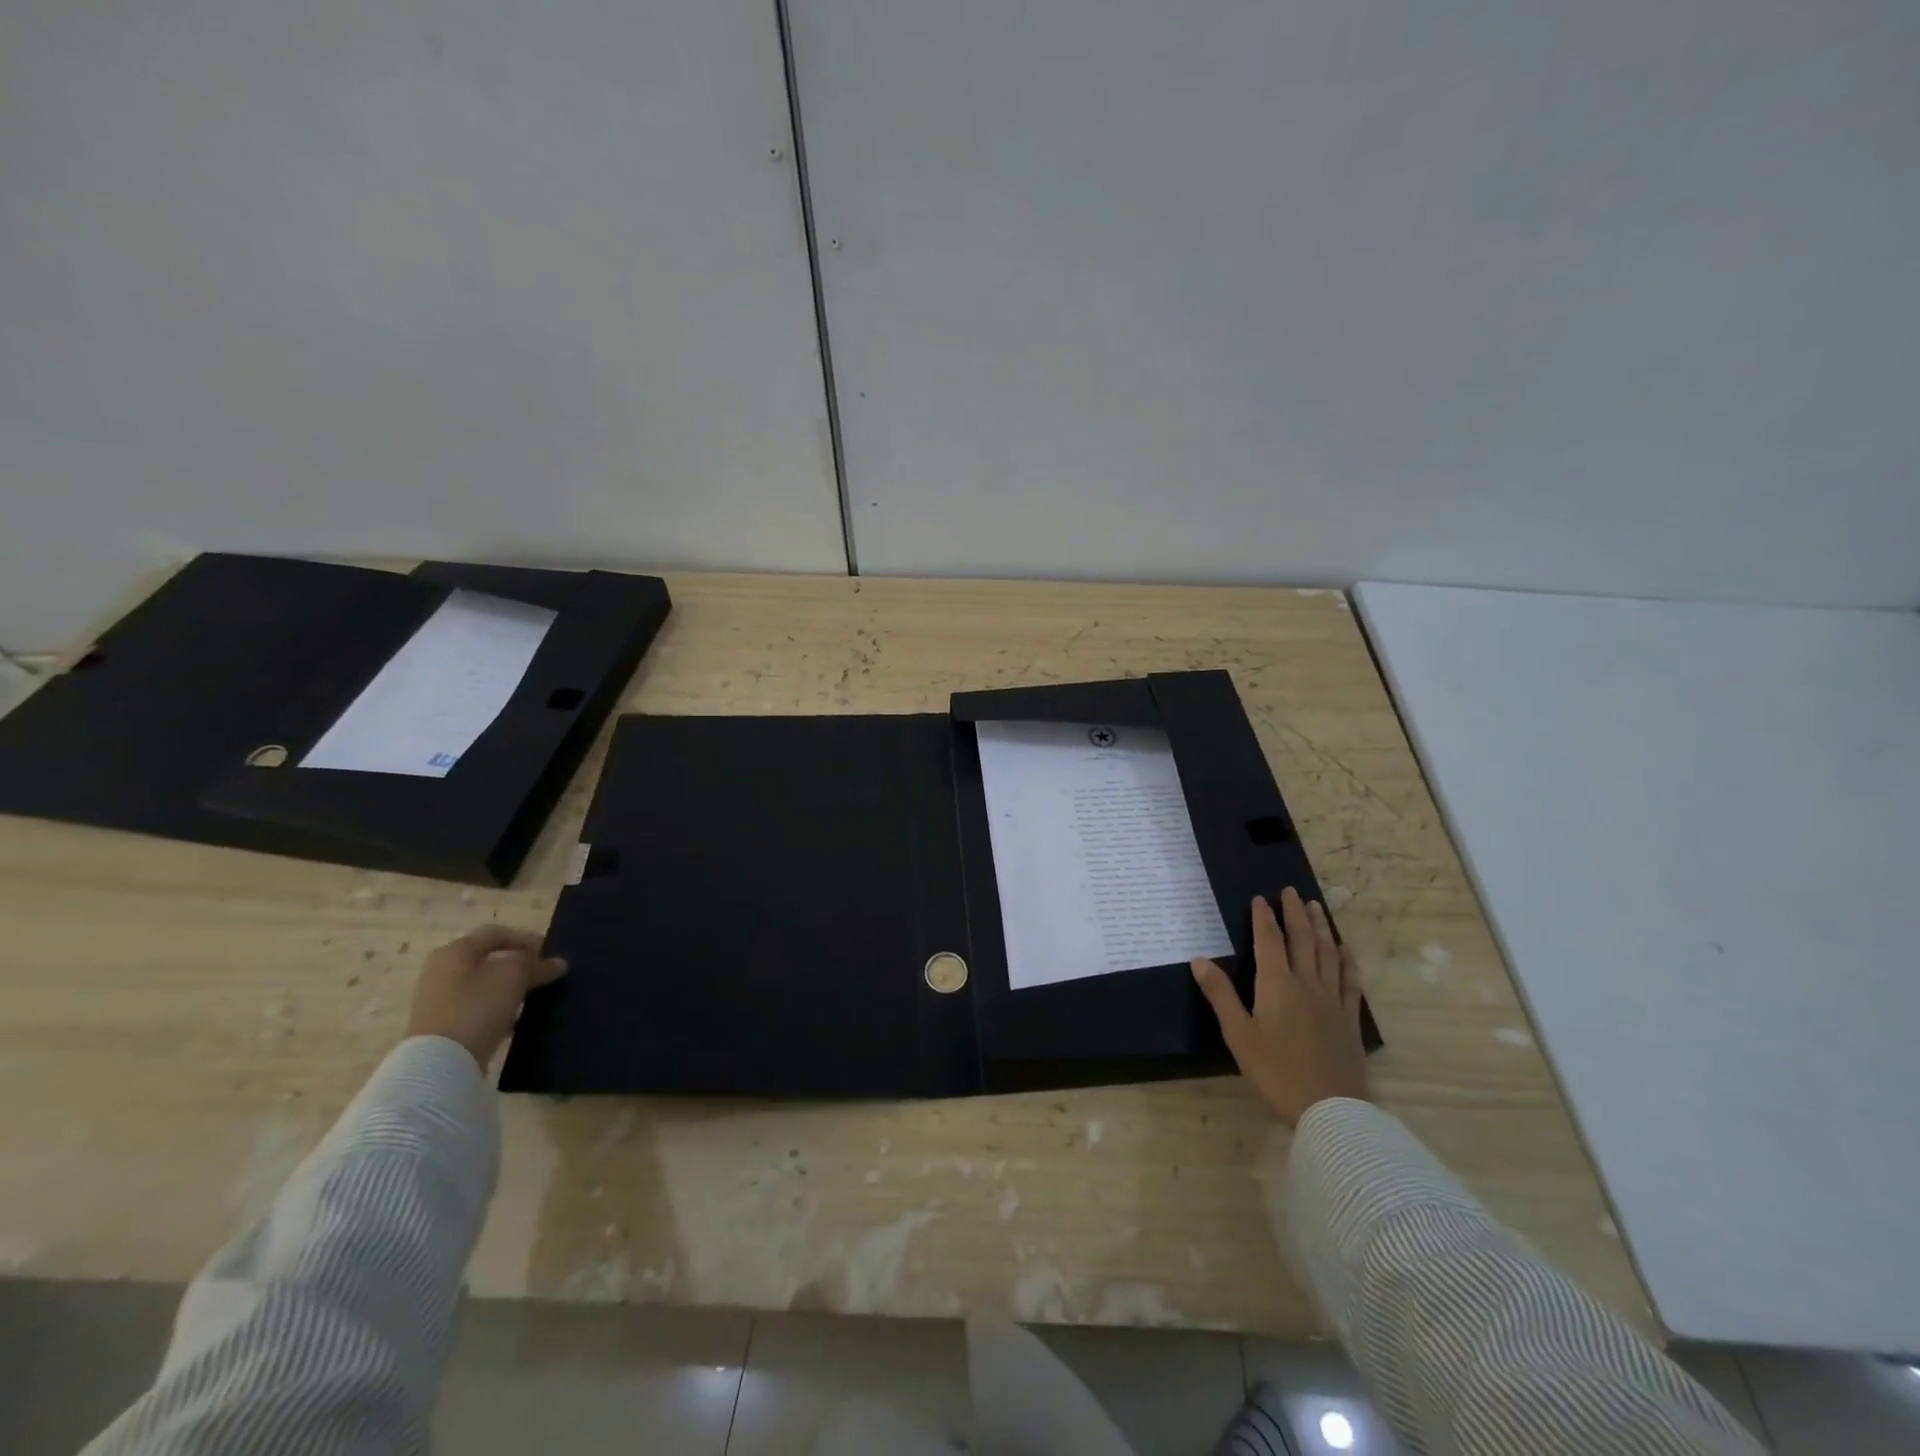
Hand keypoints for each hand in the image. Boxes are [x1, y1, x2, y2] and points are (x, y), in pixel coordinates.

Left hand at [405, 926, 566, 1068]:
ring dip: (510, 988)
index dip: (526, 939)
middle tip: (544, 974)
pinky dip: (498, 1009)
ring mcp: (438, 1001)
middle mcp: (441, 971)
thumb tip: (557, 963)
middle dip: (519, 965)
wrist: (441, 1063)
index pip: (496, 933)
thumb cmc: (477, 1006)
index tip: (550, 953)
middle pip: (489, 960)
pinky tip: (515, 1019)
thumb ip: (538, 965)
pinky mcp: (442, 1027)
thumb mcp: (515, 976)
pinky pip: (477, 1009)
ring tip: (534, 997)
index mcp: (454, 951)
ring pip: (484, 985)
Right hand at [1191, 887, 1368, 1126]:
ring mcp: (1332, 1000)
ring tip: (1317, 908)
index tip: (1260, 898)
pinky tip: (1346, 951)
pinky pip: (1350, 981)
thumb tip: (1199, 959)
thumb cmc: (1276, 1072)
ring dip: (1321, 928)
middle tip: (1291, 891)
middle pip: (1302, 940)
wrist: (1331, 1109)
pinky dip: (1347, 961)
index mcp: (1277, 985)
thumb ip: (1220, 995)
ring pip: (1327, 954)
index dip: (1264, 918)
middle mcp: (1307, 984)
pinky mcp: (1348, 1019)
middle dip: (1295, 913)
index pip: (1269, 941)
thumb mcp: (1239, 1035)